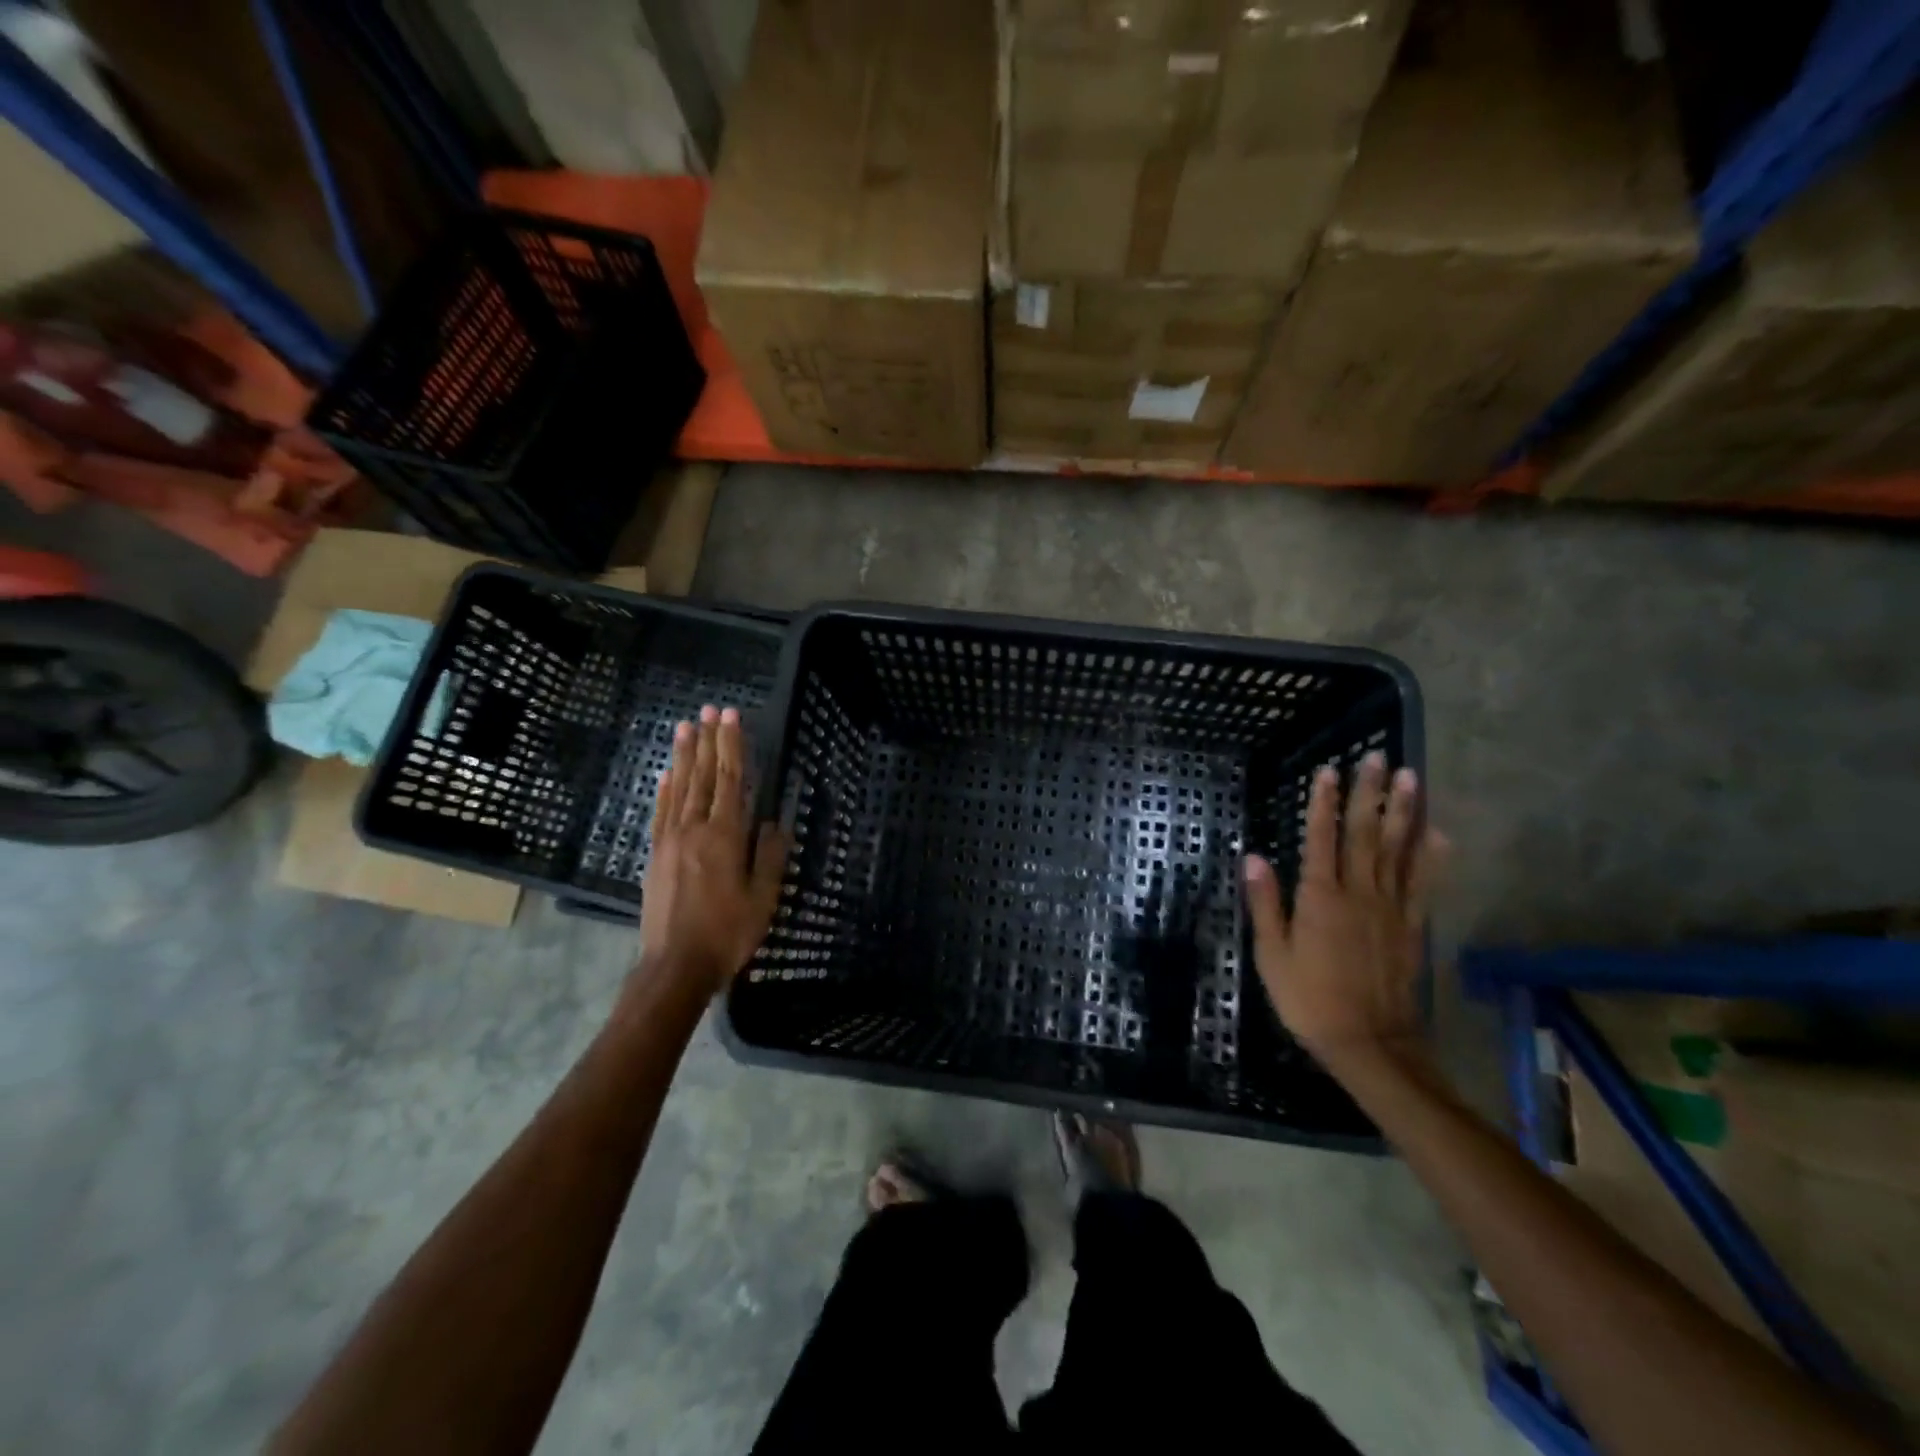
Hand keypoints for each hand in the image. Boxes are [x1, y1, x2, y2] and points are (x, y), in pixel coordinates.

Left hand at [635, 705, 788, 999]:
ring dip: (684, 756)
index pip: (731, 780)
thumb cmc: (727, 933)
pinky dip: (664, 789)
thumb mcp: (763, 898)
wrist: (675, 966)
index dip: (732, 747)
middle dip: (708, 741)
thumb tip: (775, 822)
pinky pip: (660, 812)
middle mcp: (694, 829)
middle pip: (702, 776)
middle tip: (709, 709)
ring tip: (685, 727)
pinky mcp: (655, 855)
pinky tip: (667, 774)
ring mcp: (669, 840)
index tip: (731, 717)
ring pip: (678, 788)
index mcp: (725, 836)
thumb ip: (771, 856)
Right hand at [1243, 753, 1444, 1075]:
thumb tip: (1254, 857)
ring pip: (1398, 850)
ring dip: (1403, 812)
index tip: (1328, 770)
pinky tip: (1438, 833)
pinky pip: (1423, 883)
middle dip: (1369, 794)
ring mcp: (1390, 908)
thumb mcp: (1272, 955)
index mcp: (1320, 898)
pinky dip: (1431, 856)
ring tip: (1411, 778)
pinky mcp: (1412, 926)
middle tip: (1377, 758)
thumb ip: (1266, 904)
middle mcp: (1358, 893)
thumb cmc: (1309, 999)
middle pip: (1364, 834)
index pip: (1321, 839)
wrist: (1370, 1043)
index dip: (1323, 803)